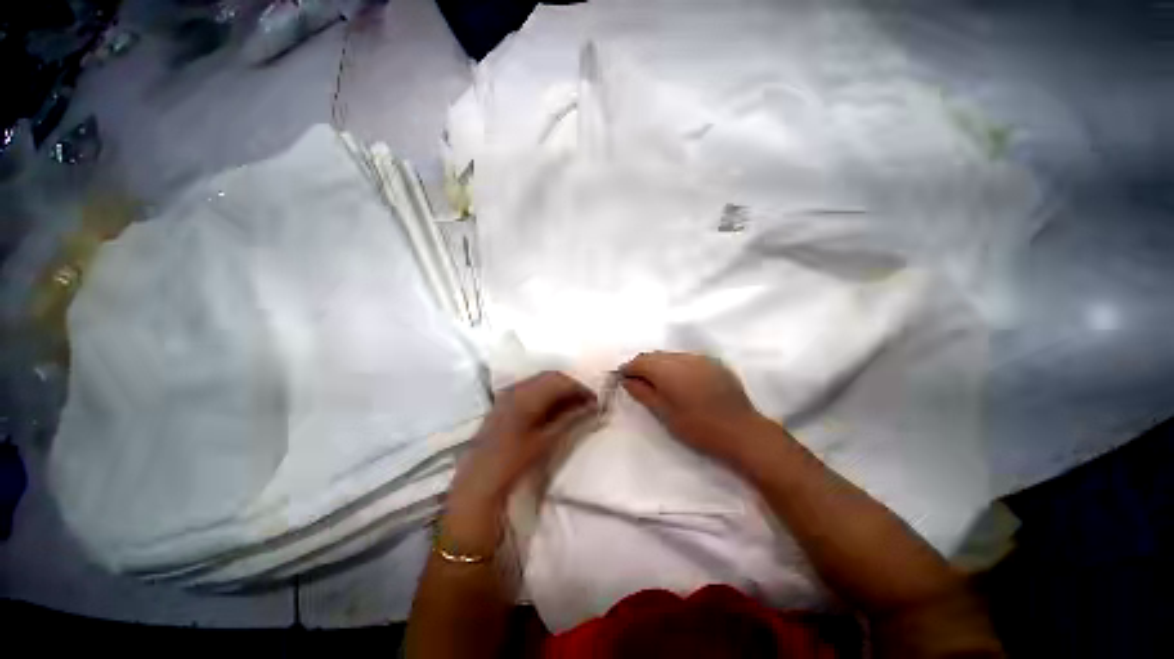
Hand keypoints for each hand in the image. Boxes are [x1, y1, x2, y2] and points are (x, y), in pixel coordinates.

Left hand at [449, 371, 597, 511]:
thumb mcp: (546, 441)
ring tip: (575, 407)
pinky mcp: (504, 404)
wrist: (479, 482)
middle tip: (588, 403)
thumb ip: (570, 419)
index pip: (560, 380)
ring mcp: (507, 395)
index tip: (596, 400)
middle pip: (550, 377)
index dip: (580, 388)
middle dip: (571, 387)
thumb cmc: (514, 462)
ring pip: (540, 383)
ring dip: (559, 391)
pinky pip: (530, 391)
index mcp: (526, 395)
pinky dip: (546, 397)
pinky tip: (555, 411)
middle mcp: (516, 388)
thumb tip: (592, 407)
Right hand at [620, 351, 774, 467]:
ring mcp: (700, 358)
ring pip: (670, 355)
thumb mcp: (664, 414)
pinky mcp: (713, 363)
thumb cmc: (698, 428)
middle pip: (654, 355)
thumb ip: (643, 393)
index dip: (628, 369)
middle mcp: (682, 358)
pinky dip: (677, 365)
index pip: (640, 361)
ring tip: (659, 383)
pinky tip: (681, 381)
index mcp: (667, 370)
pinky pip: (686, 358)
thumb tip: (627, 380)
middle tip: (639, 382)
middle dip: (643, 365)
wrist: (741, 432)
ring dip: (660, 364)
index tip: (623, 378)